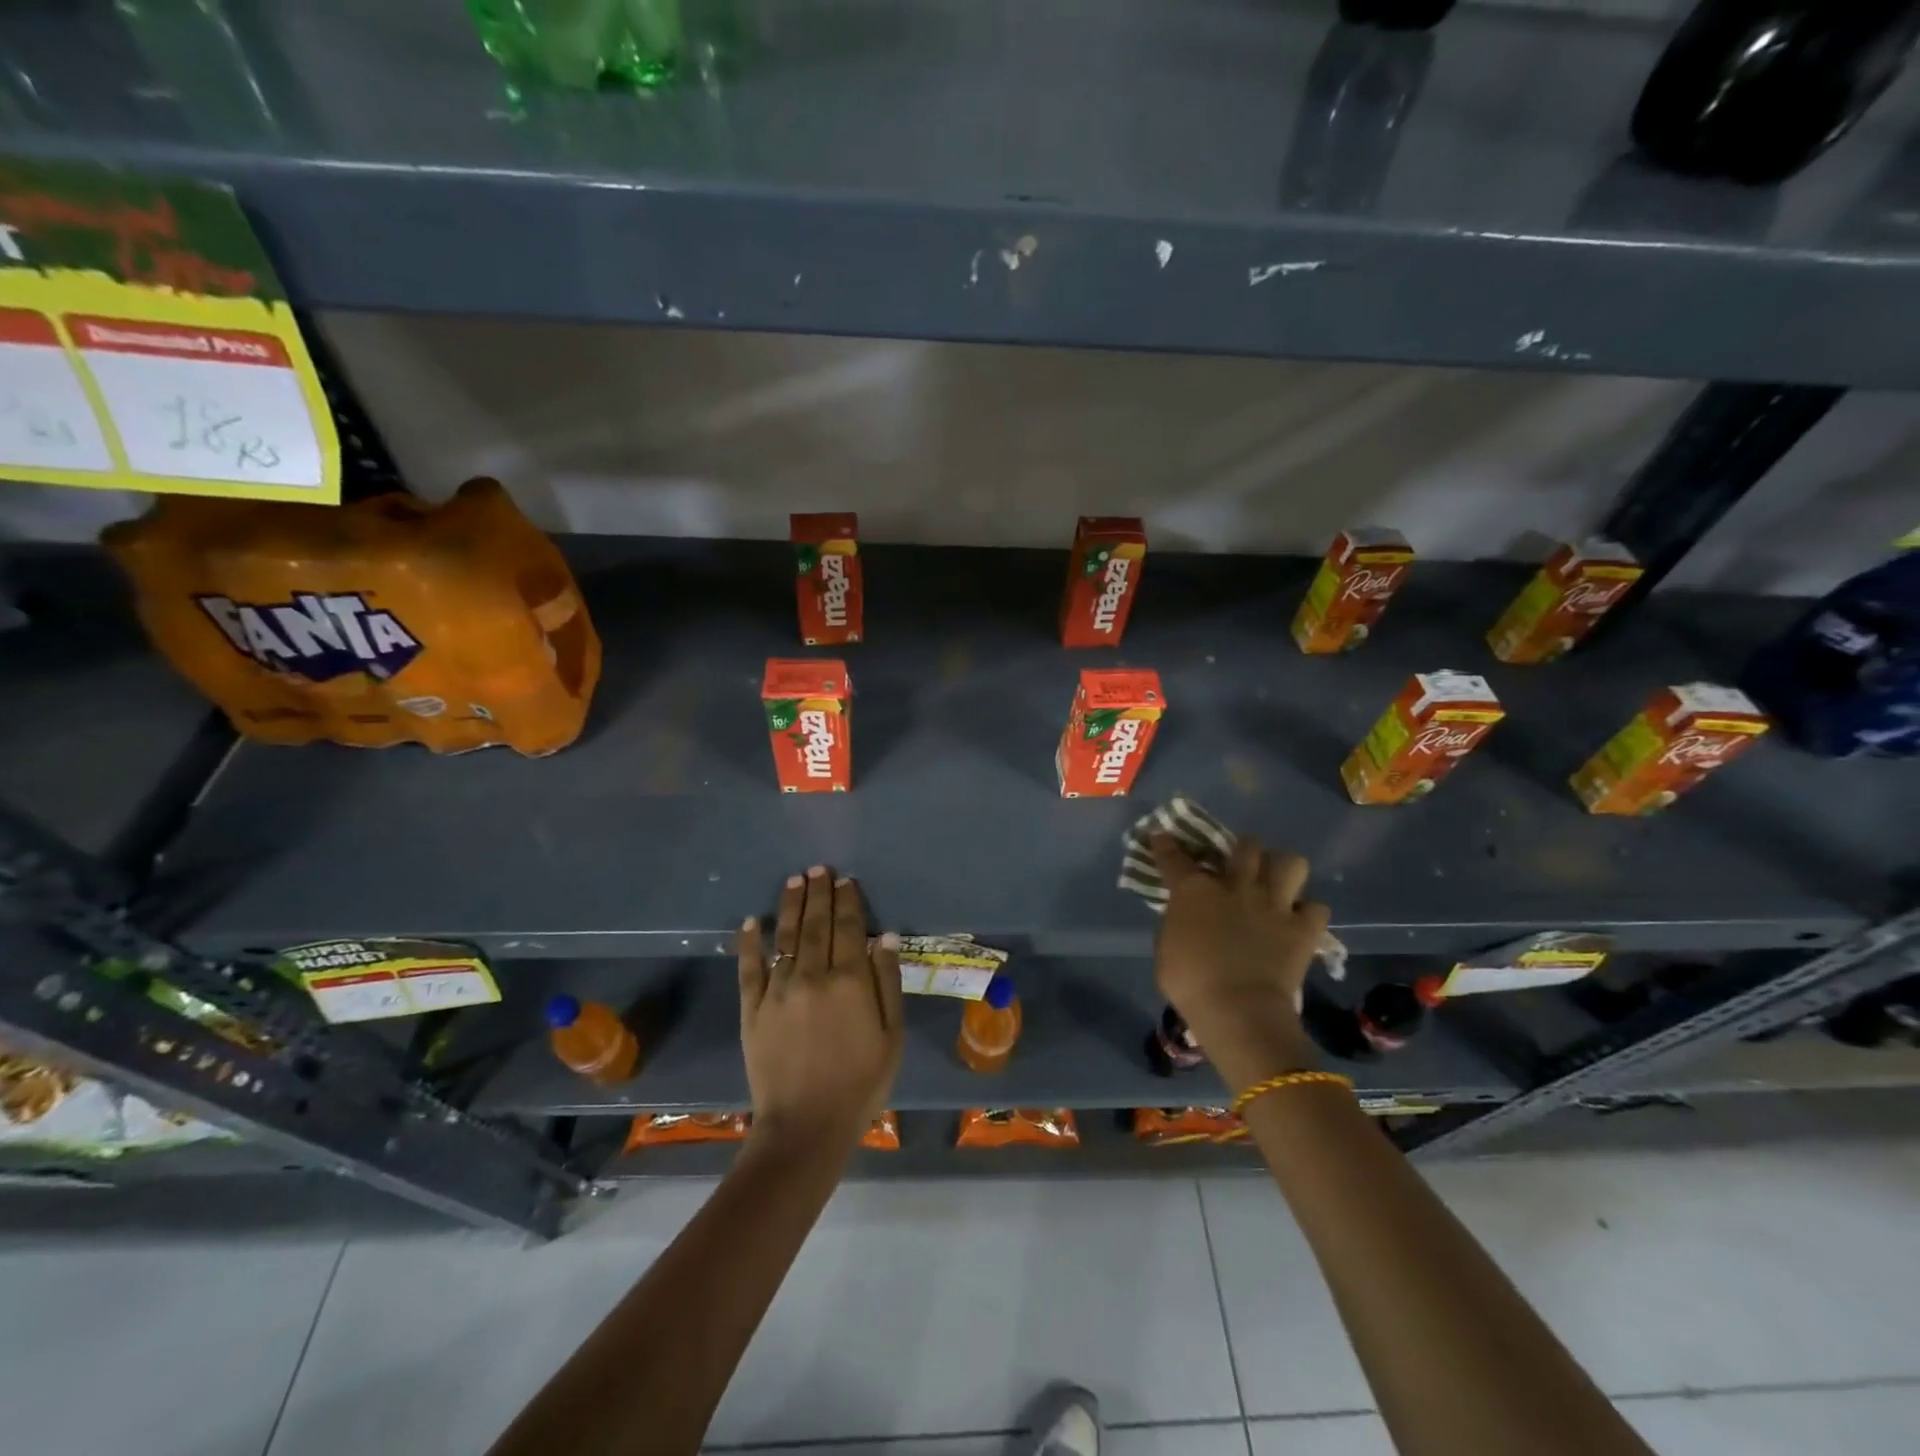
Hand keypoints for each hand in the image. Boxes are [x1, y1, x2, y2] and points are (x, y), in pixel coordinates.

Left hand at [737, 865, 903, 1160]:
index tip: (845, 880)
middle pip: (815, 924)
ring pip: (784, 937)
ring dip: (789, 906)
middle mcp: (812, 976)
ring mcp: (778, 991)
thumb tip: (886, 937)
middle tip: (818, 868)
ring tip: (794, 880)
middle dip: (818, 893)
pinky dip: (749, 943)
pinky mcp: (752, 1010)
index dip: (848, 901)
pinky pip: (749, 969)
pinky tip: (750, 921)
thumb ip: (888, 983)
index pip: (849, 928)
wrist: (806, 1128)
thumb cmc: (860, 1084)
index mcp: (850, 981)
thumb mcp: (890, 1036)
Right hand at [1150, 833, 1327, 1090]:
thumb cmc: (1190, 983)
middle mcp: (1237, 886)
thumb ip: (1177, 922)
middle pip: (1247, 845)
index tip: (1162, 837)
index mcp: (1195, 890)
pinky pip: (1316, 908)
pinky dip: (1308, 912)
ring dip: (1282, 869)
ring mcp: (1274, 904)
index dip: (1165, 844)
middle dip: (1243, 849)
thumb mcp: (1165, 948)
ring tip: (1275, 884)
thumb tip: (1185, 916)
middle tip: (1238, 865)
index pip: (1175, 856)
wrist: (1238, 1011)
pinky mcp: (1303, 929)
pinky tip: (1297, 920)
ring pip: (1290, 862)